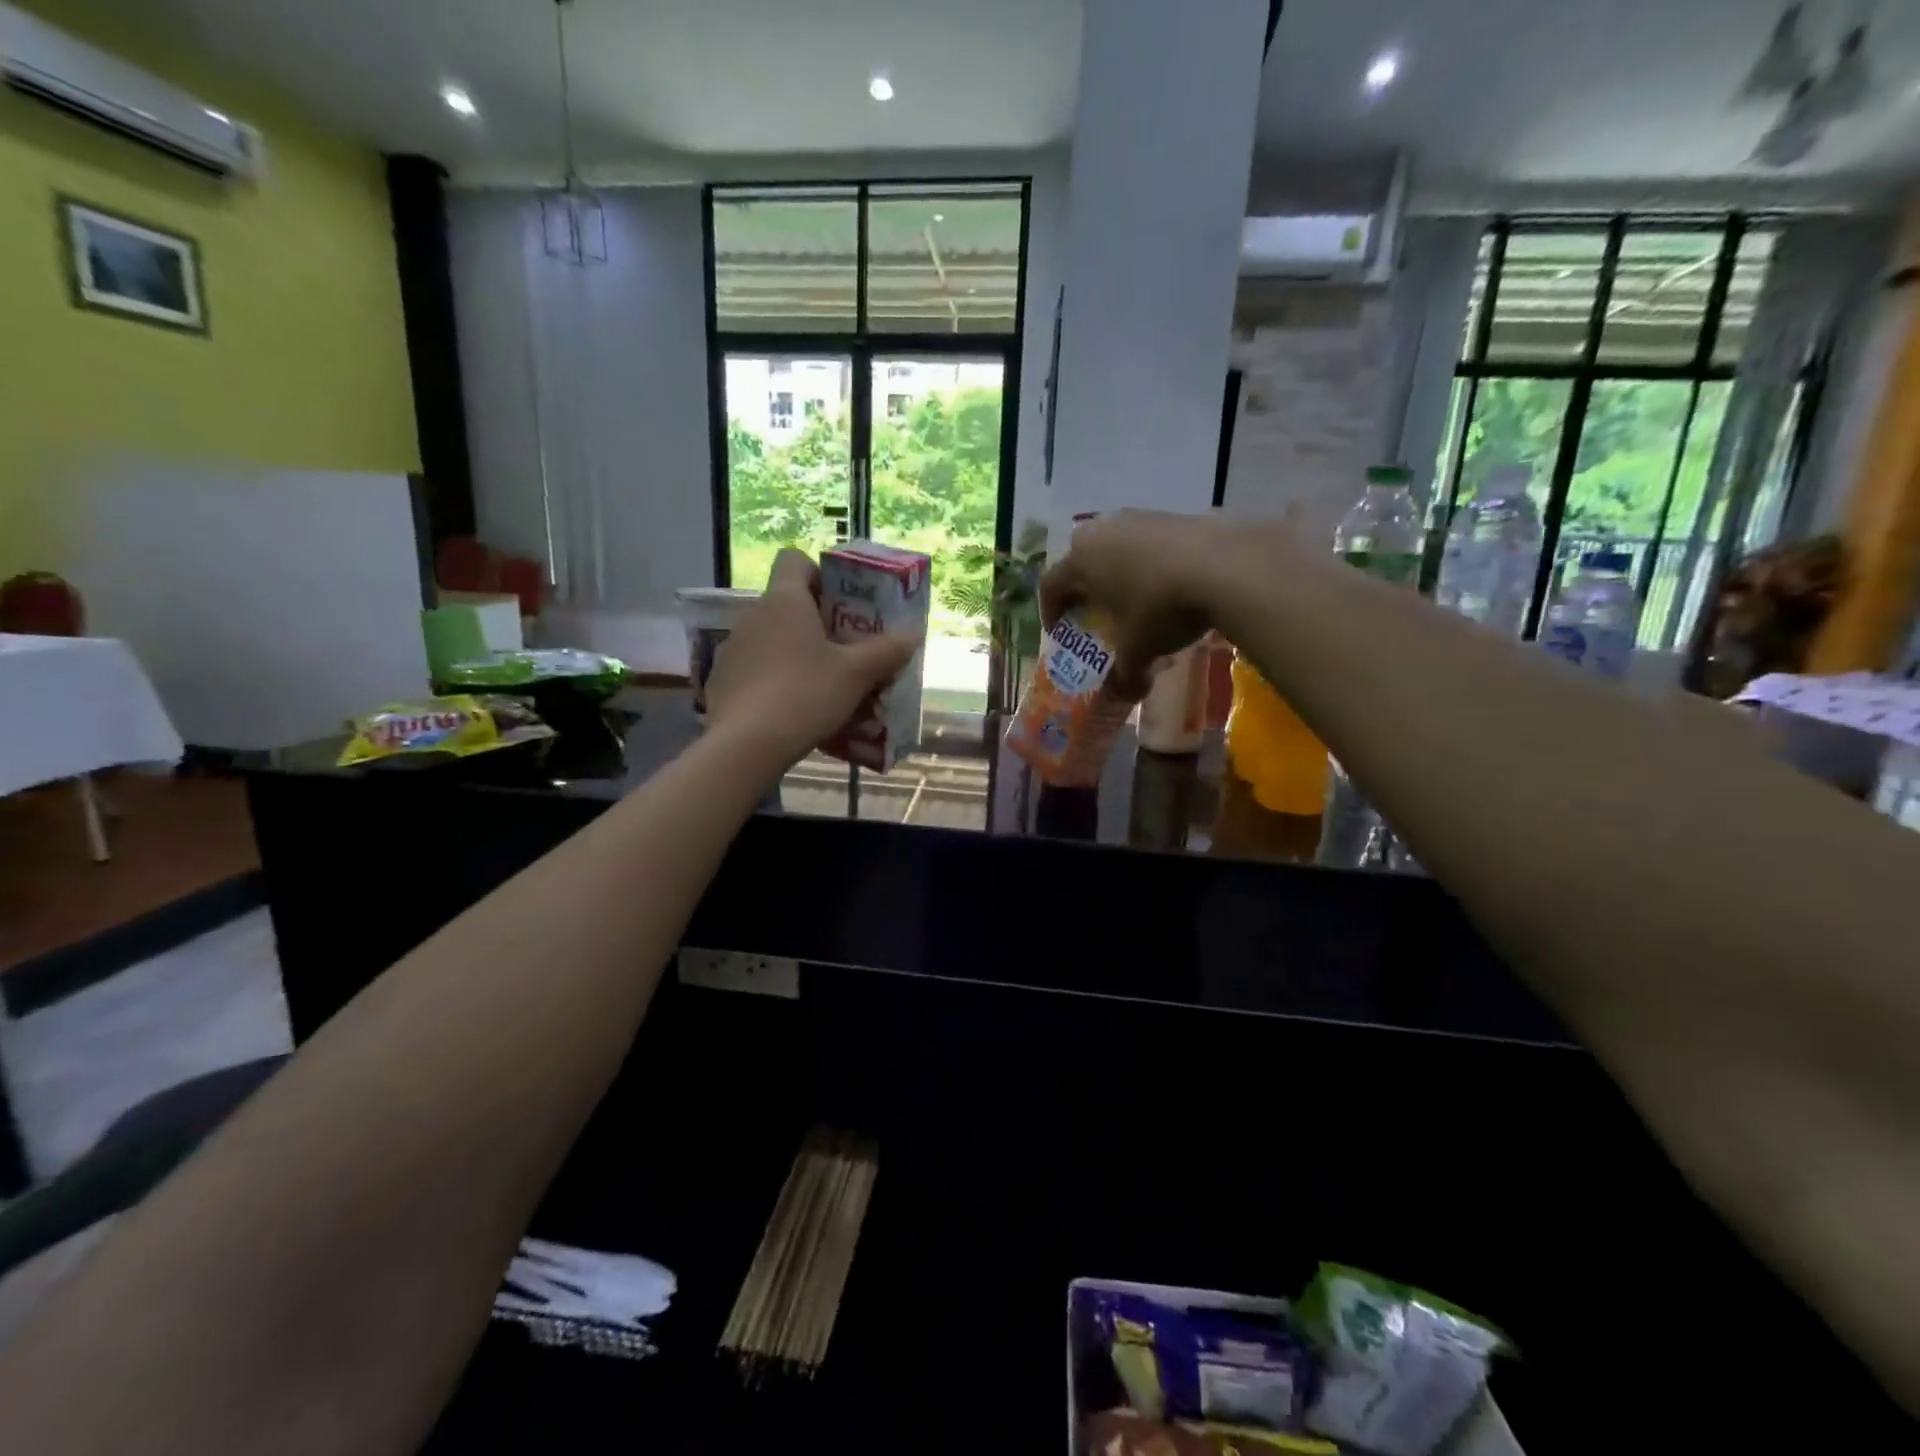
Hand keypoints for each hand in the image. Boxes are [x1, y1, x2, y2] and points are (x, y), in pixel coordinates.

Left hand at [705, 549, 920, 771]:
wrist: (745, 746)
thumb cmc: (805, 695)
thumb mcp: (857, 674)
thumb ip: (887, 650)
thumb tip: (913, 632)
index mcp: (784, 600)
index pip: (795, 560)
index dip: (820, 573)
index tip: (843, 601)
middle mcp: (753, 616)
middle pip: (789, 604)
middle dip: (820, 623)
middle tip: (848, 650)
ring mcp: (733, 649)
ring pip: (774, 640)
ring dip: (799, 654)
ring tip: (826, 686)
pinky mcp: (723, 681)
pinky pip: (758, 670)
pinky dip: (777, 680)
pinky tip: (795, 710)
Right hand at [1039, 510, 1242, 698]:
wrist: (1225, 564)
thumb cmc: (1162, 608)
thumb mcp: (1139, 650)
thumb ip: (1126, 674)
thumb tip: (1126, 694)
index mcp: (1080, 562)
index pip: (1050, 586)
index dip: (1050, 612)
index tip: (1060, 632)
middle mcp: (1101, 533)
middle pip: (1078, 559)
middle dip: (1082, 587)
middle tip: (1093, 612)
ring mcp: (1136, 518)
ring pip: (1113, 545)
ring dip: (1115, 571)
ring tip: (1133, 596)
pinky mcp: (1170, 514)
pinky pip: (1144, 540)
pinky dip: (1146, 561)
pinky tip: (1166, 582)